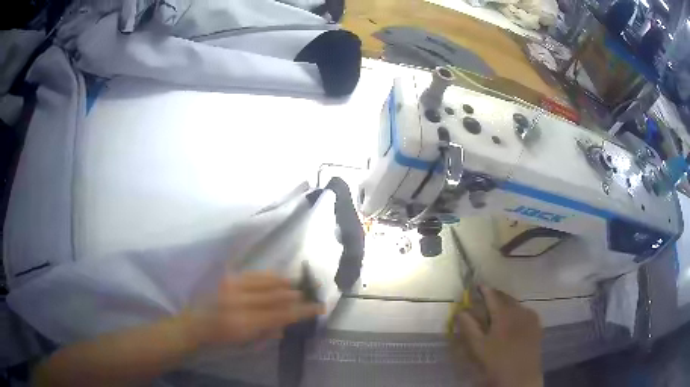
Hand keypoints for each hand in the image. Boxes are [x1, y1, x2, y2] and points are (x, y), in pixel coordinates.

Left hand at [180, 272, 324, 347]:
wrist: (194, 324)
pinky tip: (279, 277)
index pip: (281, 314)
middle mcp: (239, 302)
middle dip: (297, 294)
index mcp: (244, 323)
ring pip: (266, 281)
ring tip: (299, 283)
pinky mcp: (227, 278)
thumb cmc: (220, 340)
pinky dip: (269, 275)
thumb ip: (269, 332)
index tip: (319, 307)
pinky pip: (254, 274)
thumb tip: (288, 322)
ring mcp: (232, 286)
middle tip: (312, 292)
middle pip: (276, 295)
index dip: (302, 311)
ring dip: (286, 282)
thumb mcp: (246, 343)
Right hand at [456, 286, 542, 386]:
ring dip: (506, 303)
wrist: (521, 378)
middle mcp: (520, 310)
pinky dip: (516, 311)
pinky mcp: (537, 326)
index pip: (492, 295)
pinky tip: (512, 321)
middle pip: (506, 297)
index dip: (484, 289)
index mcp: (504, 313)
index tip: (476, 286)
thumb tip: (460, 310)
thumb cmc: (496, 362)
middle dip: (495, 295)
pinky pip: (525, 312)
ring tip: (497, 310)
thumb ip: (468, 327)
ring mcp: (531, 317)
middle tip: (485, 298)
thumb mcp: (477, 347)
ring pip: (516, 304)